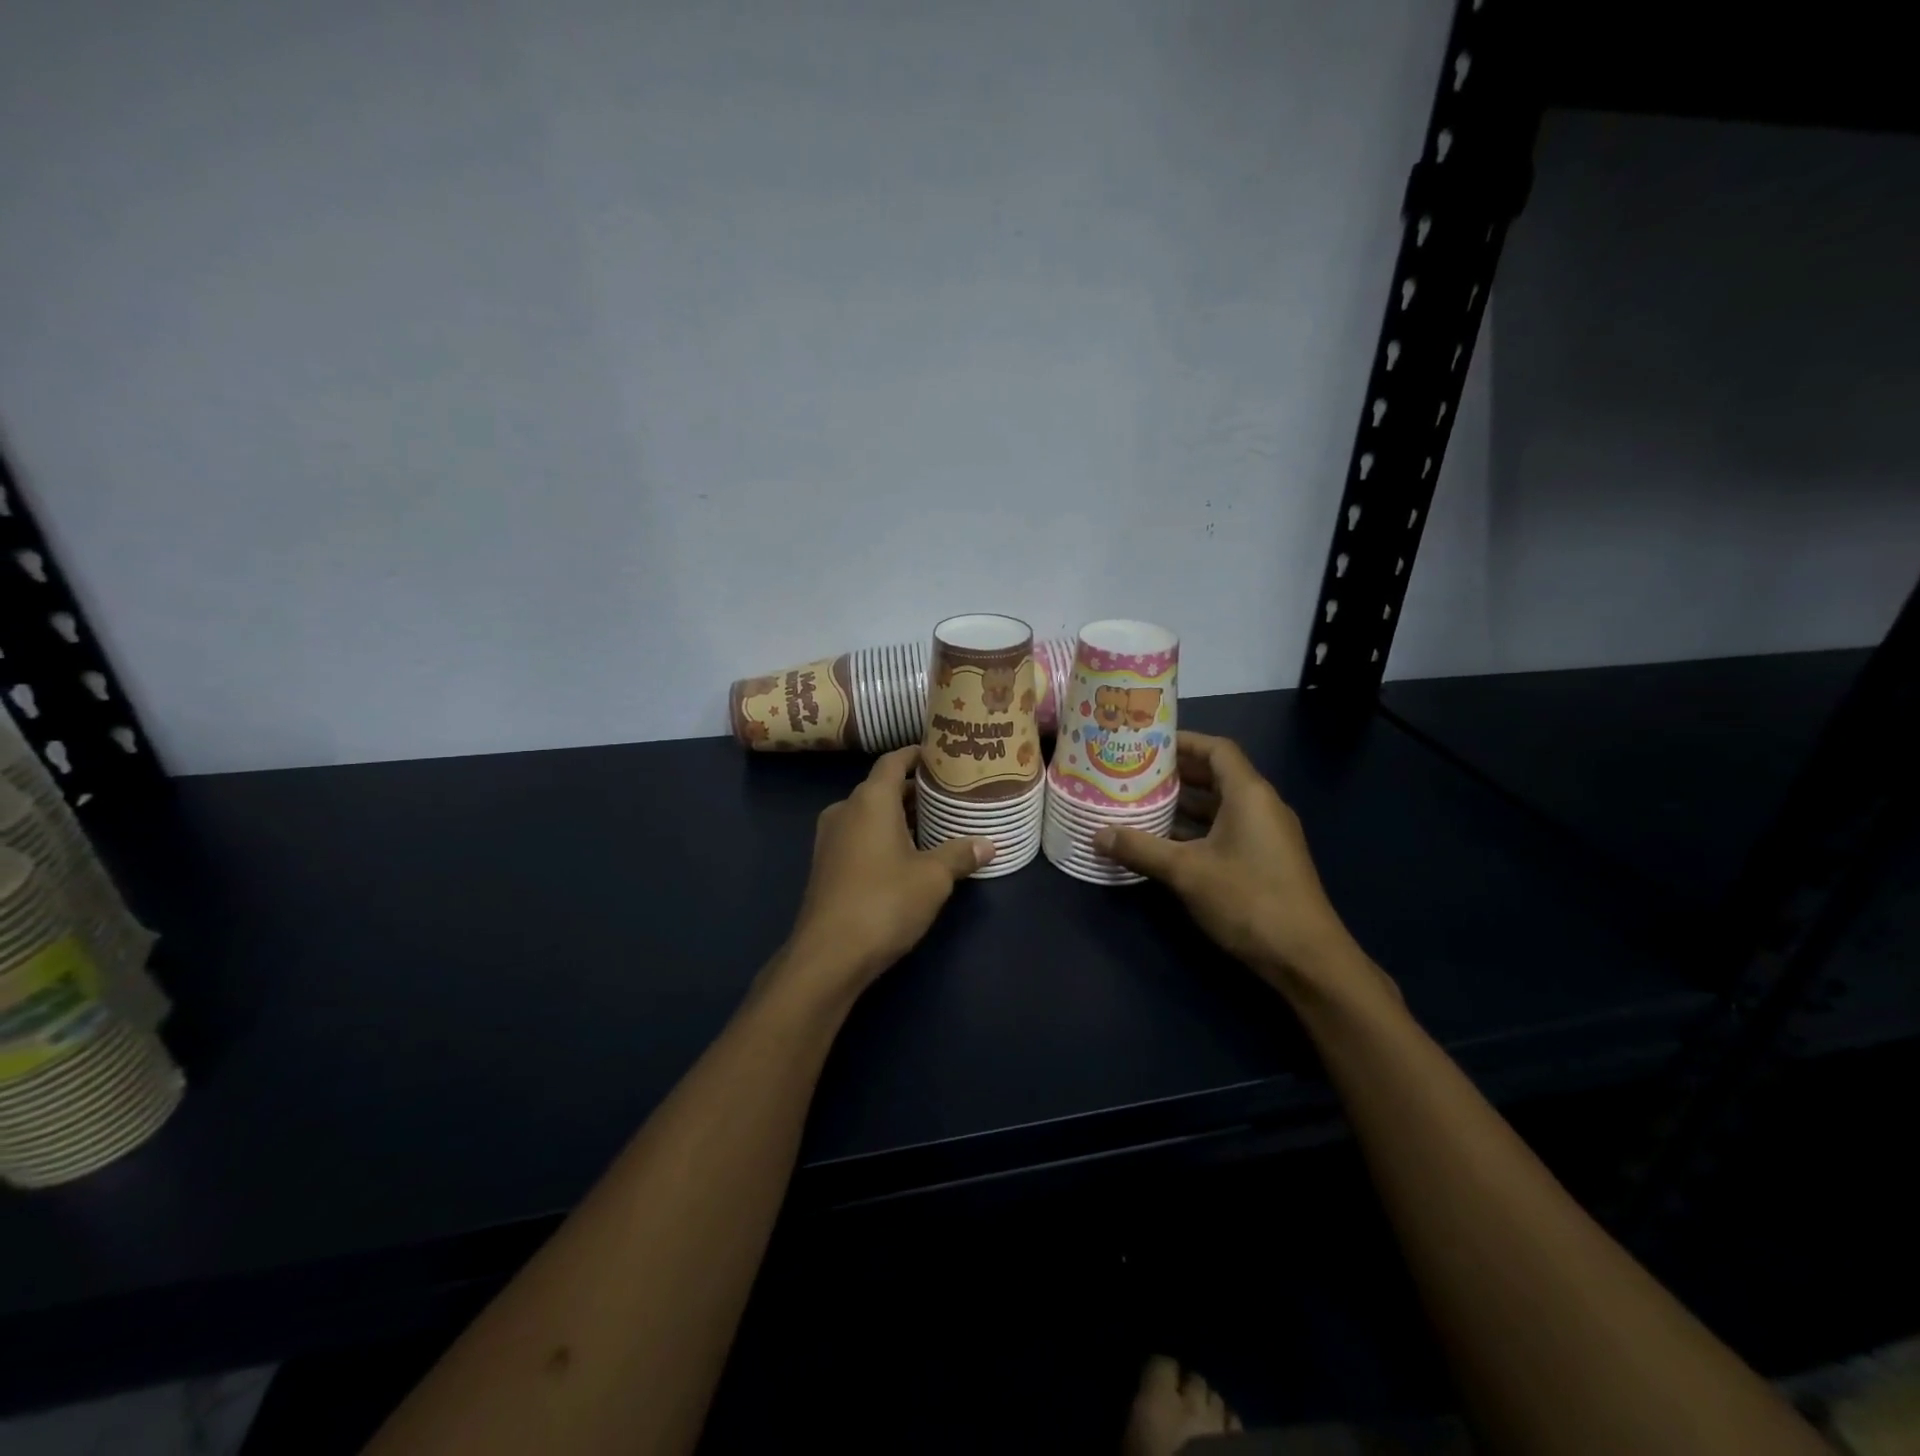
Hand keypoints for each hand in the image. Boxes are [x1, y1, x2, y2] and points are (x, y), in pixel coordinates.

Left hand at [780, 747, 992, 996]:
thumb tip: (988, 844)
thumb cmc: (884, 902)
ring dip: (899, 816)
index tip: (942, 755)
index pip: (894, 761)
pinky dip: (883, 836)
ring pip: (870, 814)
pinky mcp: (826, 865)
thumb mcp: (933, 878)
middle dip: (915, 790)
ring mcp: (830, 838)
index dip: (917, 754)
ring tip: (935, 824)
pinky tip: (907, 855)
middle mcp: (845, 810)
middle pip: (882, 787)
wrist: (828, 955)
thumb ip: (960, 854)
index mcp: (870, 800)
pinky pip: (859, 836)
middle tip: (950, 794)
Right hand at [1093, 732, 1380, 1000]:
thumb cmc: (1247, 900)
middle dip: (1177, 774)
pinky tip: (1165, 842)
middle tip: (1135, 773)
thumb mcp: (1186, 872)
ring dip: (1184, 804)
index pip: (1216, 749)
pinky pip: (1226, 829)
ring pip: (1220, 806)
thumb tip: (1097, 834)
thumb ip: (1141, 849)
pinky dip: (1197, 829)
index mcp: (1249, 794)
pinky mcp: (1265, 860)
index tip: (1146, 744)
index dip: (1183, 742)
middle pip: (1217, 775)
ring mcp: (1266, 835)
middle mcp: (1262, 806)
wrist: (1305, 958)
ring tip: (1142, 803)